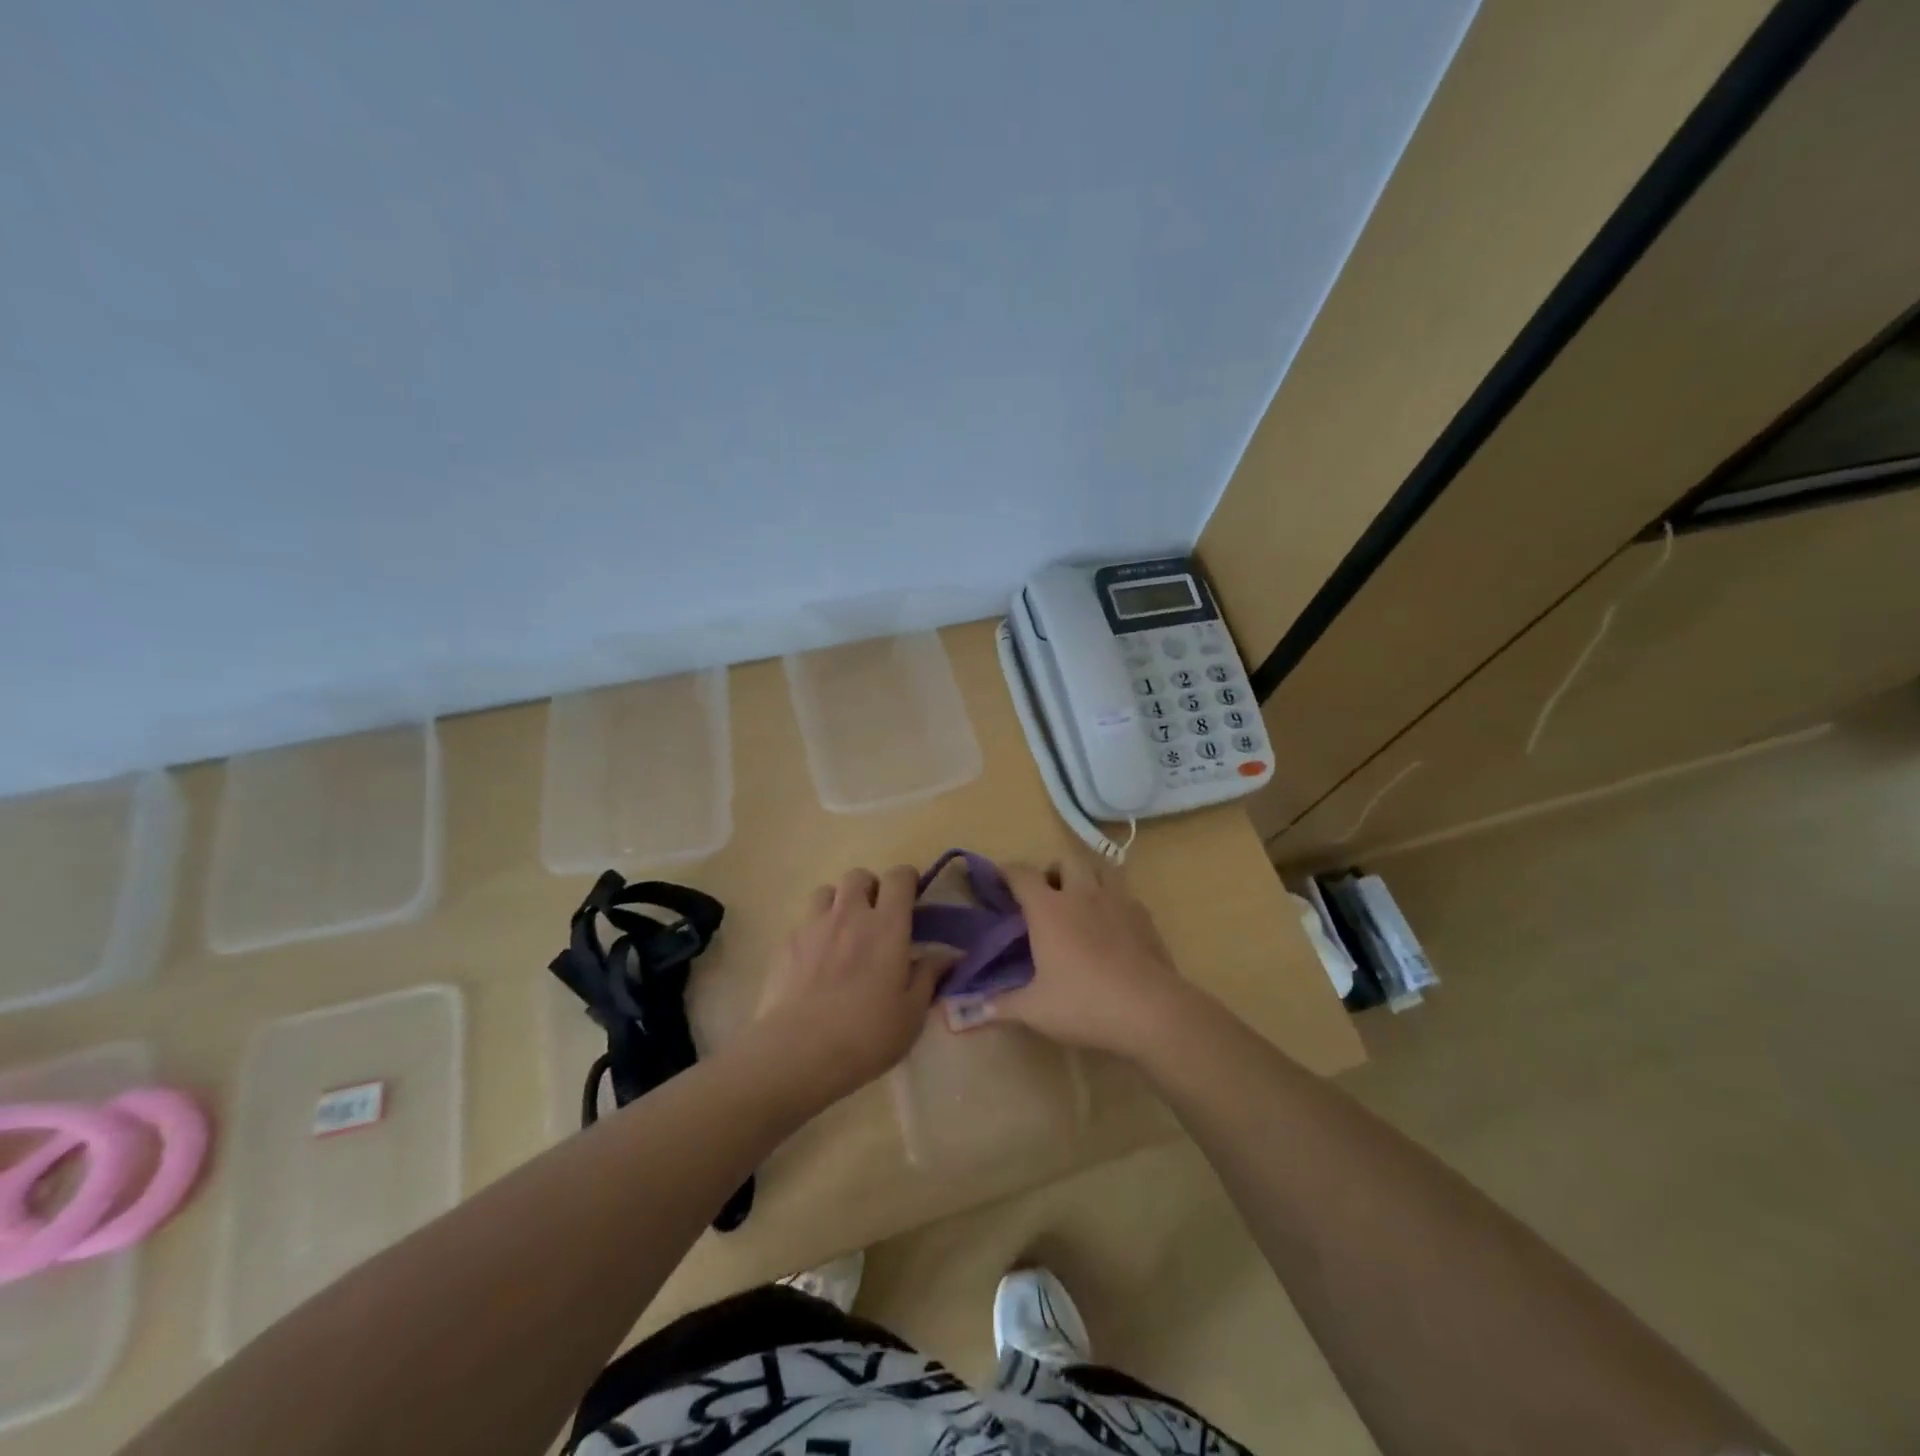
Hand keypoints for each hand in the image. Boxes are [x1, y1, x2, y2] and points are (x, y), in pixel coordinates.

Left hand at [754, 865, 940, 1099]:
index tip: (911, 899)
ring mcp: (813, 926)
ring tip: (842, 932)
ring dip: (838, 903)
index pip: (898, 877)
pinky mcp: (785, 944)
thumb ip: (929, 976)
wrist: (798, 1052)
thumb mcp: (912, 1013)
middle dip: (870, 888)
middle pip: (859, 876)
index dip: (907, 880)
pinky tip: (815, 961)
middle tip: (876, 918)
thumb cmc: (867, 1034)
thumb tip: (950, 955)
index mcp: (887, 926)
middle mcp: (850, 915)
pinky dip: (814, 931)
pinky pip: (803, 922)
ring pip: (826, 892)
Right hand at [961, 856, 1194, 1060]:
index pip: (1022, 875)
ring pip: (1099, 869)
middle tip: (1046, 895)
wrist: (1151, 1010)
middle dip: (1052, 871)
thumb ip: (1001, 1005)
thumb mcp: (1036, 1010)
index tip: (998, 877)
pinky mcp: (1144, 916)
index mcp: (1049, 909)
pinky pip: (1123, 894)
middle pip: (1065, 861)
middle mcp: (1081, 894)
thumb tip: (970, 1010)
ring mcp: (1117, 901)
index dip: (1007, 872)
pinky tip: (1111, 925)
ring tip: (1080, 901)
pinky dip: (1112, 900)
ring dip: (1086, 876)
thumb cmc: (1084, 1004)